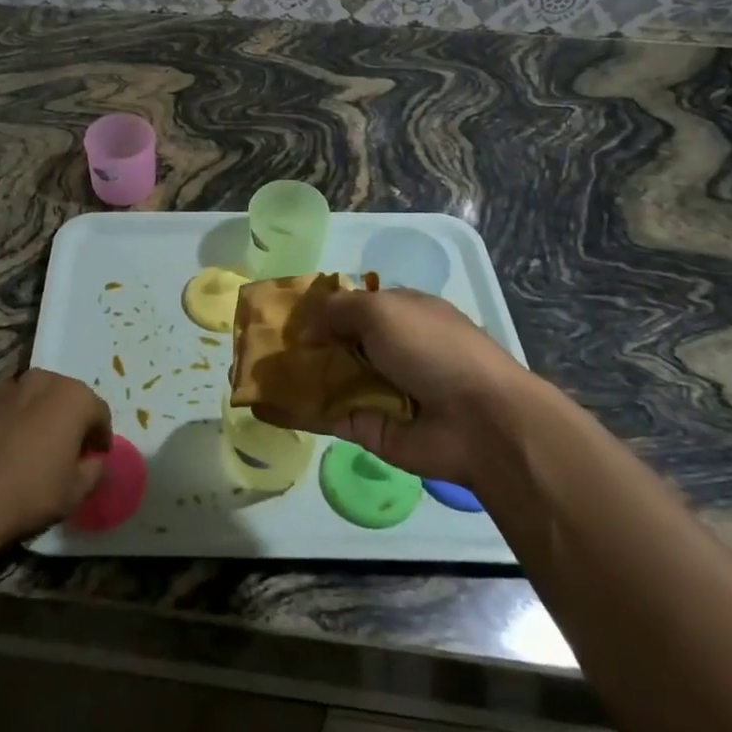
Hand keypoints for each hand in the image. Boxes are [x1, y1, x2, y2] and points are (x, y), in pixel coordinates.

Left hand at [0, 368, 112, 544]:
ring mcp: (5, 385)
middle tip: (63, 449)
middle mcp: (42, 380)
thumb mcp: (74, 493)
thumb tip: (97, 462)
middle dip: (67, 419)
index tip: (95, 456)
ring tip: (27, 447)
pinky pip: (0, 406)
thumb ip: (94, 471)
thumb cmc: (29, 493)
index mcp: (73, 397)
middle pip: (64, 397)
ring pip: (30, 398)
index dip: (100, 436)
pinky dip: (5, 420)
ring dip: (35, 415)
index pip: (99, 412)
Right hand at [253, 288, 523, 483]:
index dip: (320, 307)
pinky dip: (298, 410)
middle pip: (336, 342)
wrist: (479, 422)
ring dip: (295, 375)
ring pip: (328, 378)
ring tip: (251, 371)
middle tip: (259, 342)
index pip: (352, 305)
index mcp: (400, 313)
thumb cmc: (433, 349)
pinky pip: (327, 414)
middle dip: (302, 342)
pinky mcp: (368, 426)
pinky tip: (263, 404)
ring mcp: (379, 389)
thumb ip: (339, 310)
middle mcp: (389, 349)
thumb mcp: (383, 310)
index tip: (283, 310)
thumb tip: (307, 324)